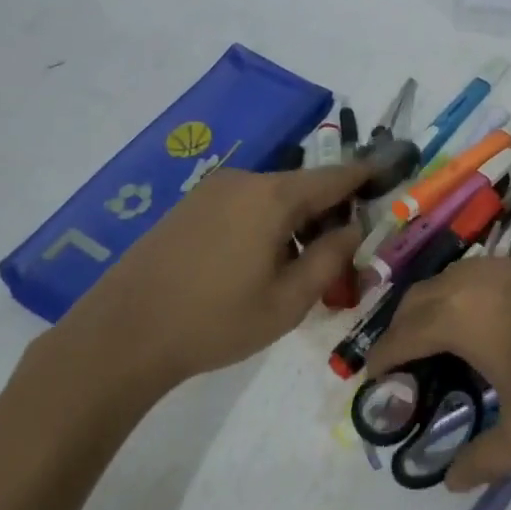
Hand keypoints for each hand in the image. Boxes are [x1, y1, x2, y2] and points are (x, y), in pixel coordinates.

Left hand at [36, 163, 371, 400]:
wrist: (122, 334)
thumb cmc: (216, 320)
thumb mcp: (288, 301)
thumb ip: (330, 259)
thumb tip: (353, 229)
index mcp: (273, 196)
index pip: (334, 177)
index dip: (365, 176)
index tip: (388, 175)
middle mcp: (244, 180)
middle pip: (302, 187)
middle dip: (327, 212)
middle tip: (339, 253)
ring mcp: (211, 190)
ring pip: (271, 197)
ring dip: (293, 221)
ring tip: (295, 267)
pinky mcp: (189, 206)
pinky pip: (242, 204)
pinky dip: (263, 223)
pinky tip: (254, 263)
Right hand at [366, 255, 510, 490]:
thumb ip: (483, 459)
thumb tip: (451, 481)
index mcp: (461, 317)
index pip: (403, 334)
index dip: (382, 357)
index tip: (371, 378)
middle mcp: (474, 280)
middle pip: (418, 298)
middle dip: (401, 328)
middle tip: (402, 364)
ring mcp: (507, 264)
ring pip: (449, 279)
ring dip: (432, 307)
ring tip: (439, 343)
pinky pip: (479, 274)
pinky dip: (463, 295)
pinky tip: (486, 323)